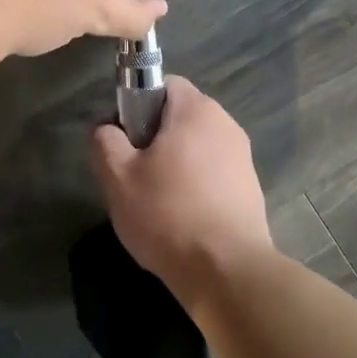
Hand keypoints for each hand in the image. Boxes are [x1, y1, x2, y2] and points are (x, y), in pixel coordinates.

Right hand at [88, 77, 273, 307]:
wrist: (228, 272)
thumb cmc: (168, 214)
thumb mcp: (118, 177)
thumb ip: (106, 141)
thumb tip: (107, 130)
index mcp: (196, 110)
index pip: (164, 84)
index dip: (138, 105)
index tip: (125, 139)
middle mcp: (225, 124)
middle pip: (180, 117)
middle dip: (155, 138)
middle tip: (134, 174)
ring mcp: (243, 157)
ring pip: (197, 147)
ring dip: (176, 164)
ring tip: (157, 201)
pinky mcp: (251, 188)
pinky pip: (214, 173)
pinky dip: (196, 186)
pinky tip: (182, 218)